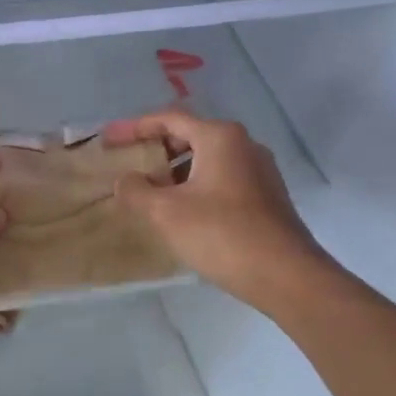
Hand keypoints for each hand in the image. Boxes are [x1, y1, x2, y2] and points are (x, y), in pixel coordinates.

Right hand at [103, 110, 332, 312]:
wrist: (286, 276)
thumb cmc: (222, 234)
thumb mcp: (166, 212)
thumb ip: (136, 190)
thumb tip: (125, 180)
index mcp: (220, 137)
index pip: (169, 119)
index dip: (134, 127)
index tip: (108, 139)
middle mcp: (243, 144)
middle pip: (189, 135)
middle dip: (155, 148)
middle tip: (127, 162)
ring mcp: (260, 171)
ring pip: (206, 159)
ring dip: (175, 170)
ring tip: (149, 190)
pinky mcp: (267, 196)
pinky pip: (222, 179)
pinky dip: (195, 185)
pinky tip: (181, 210)